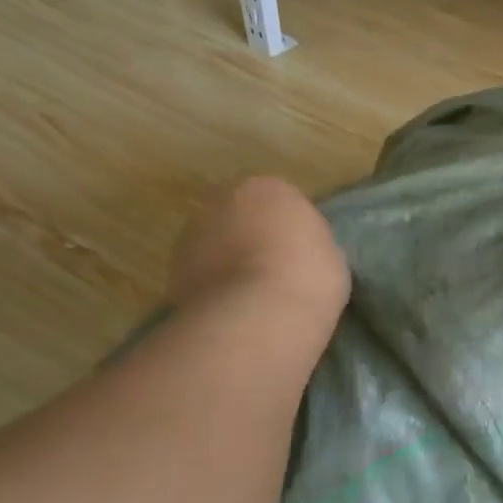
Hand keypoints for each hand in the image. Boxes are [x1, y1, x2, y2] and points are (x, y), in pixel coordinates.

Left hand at [168, 177, 349, 316]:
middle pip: (240, 215)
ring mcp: (192, 233)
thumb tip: (296, 250)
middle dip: (252, 237)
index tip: (299, 254)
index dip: (290, 229)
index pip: (280, 202)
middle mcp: (224, 199)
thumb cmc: (309, 276)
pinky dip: (214, 285)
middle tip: (273, 270)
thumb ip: (308, 242)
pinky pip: (202, 272)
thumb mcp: (330, 253)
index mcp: (269, 188)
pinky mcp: (173, 269)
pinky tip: (234, 308)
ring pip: (216, 243)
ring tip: (252, 295)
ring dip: (229, 260)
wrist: (260, 314)